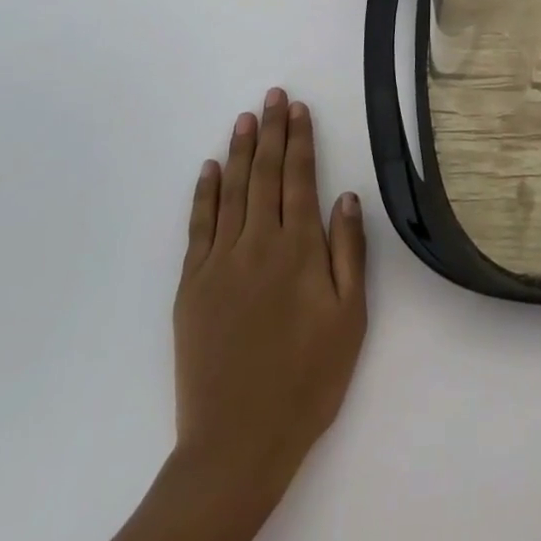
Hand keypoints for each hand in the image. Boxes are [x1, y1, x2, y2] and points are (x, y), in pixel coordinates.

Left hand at [172, 88, 367, 505]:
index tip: (299, 109)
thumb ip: (350, 253)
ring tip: (245, 118)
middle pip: (264, 174)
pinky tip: (209, 169)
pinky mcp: (191, 285)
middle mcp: (257, 243)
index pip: (299, 178)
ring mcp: (219, 262)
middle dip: (271, 131)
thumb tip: (348, 196)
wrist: (237, 444)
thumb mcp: (350, 319)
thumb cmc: (307, 381)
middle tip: (273, 96)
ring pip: (231, 191)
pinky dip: (203, 193)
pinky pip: (198, 226)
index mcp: (299, 250)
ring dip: (239, 151)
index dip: (300, 140)